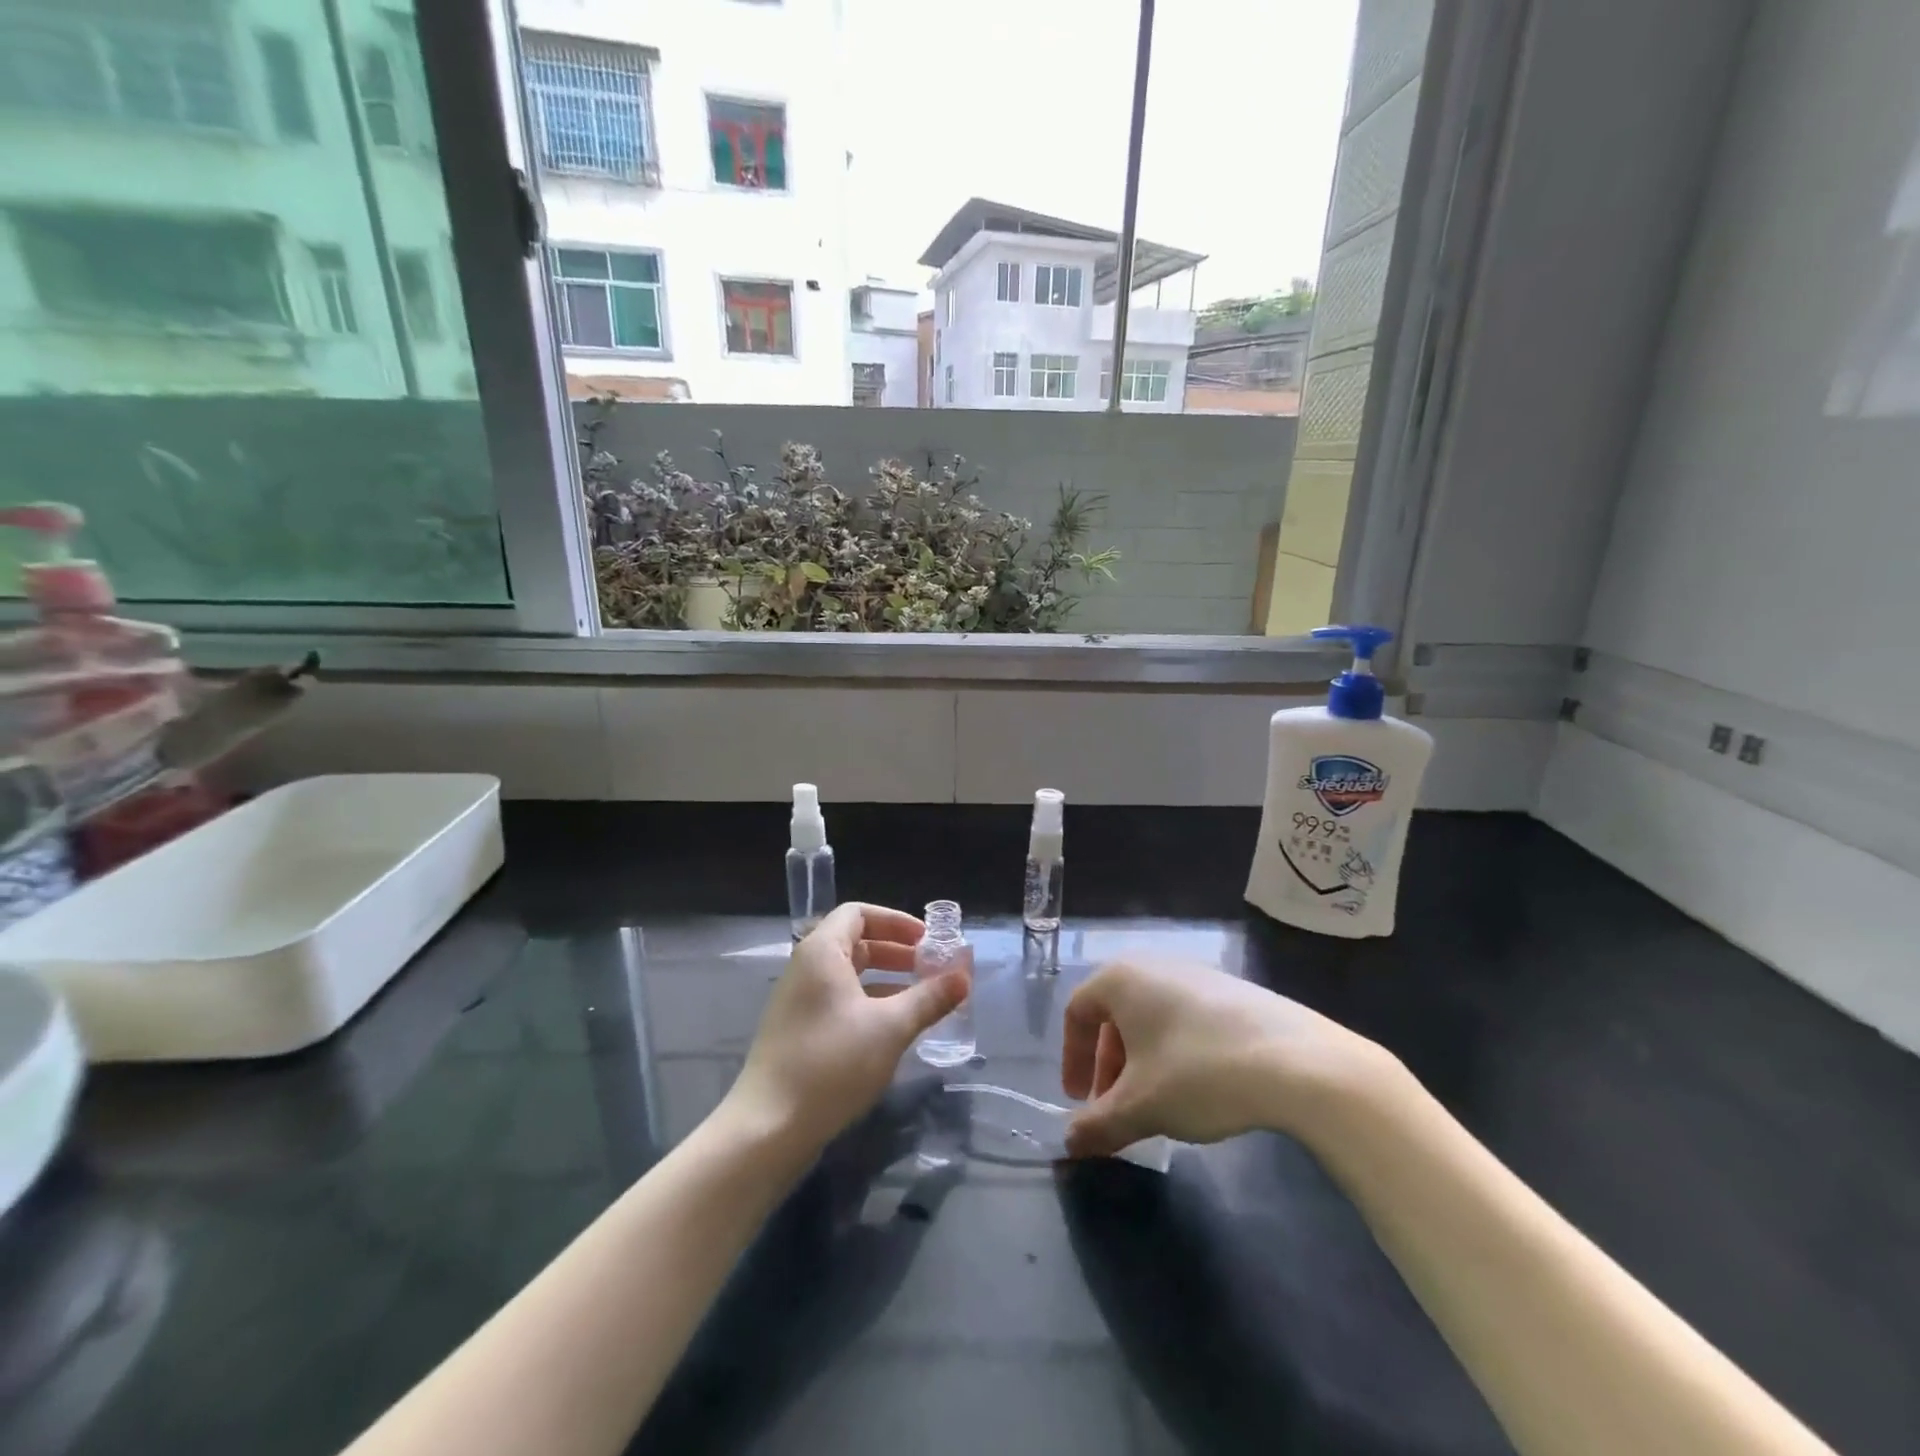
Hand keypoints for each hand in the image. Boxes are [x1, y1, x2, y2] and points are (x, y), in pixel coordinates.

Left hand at [722, 903, 968, 1153]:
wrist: (768, 1128)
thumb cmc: (832, 1063)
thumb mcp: (890, 1027)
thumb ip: (929, 998)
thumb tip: (964, 976)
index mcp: (822, 952)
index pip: (859, 914)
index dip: (896, 921)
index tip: (927, 941)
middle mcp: (806, 968)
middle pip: (855, 943)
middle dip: (896, 952)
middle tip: (931, 968)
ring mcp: (798, 1001)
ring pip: (849, 975)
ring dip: (886, 980)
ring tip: (921, 998)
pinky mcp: (798, 1032)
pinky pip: (839, 1001)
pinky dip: (869, 1003)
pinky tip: (893, 1028)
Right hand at [1060, 958, 1390, 1158]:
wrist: (1297, 1061)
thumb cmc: (1198, 1072)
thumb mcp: (1141, 1107)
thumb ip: (1098, 1125)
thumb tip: (1069, 1143)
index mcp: (1121, 979)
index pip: (1077, 1012)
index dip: (1071, 1058)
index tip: (1079, 1101)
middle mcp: (1154, 966)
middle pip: (1114, 1016)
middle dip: (1108, 1067)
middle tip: (1116, 1110)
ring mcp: (1197, 975)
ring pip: (1151, 1019)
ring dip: (1141, 1064)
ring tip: (1158, 1106)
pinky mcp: (1233, 992)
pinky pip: (1185, 1019)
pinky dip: (1175, 1053)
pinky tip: (1200, 1090)